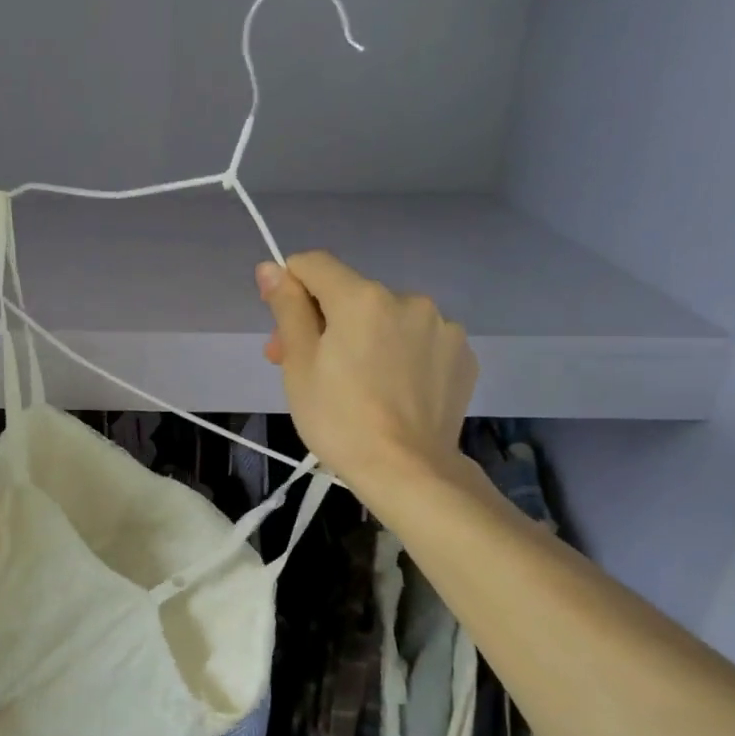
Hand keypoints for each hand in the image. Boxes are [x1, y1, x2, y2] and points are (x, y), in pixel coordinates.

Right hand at [256, 252, 477, 497]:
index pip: (315, 265)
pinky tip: (394, 390)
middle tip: (309, 368)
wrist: (407, 470)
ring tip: (359, 385)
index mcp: (361, 298)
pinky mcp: (462, 355)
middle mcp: (407, 299)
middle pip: (352, 296)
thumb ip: (287, 309)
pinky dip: (402, 355)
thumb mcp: (299, 365)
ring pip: (388, 319)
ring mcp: (442, 326)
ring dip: (367, 338)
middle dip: (327, 322)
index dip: (291, 286)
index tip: (285, 326)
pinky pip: (419, 342)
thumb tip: (272, 267)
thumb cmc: (338, 419)